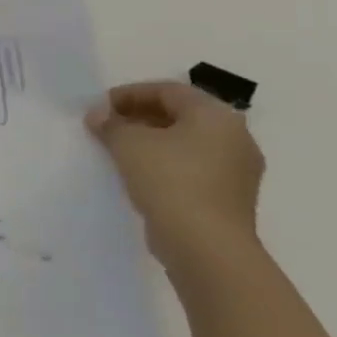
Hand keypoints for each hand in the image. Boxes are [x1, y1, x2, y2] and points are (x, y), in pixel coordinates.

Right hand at [85, 81, 264, 274]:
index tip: (99, 106)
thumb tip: (98, 115)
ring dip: (151, 140)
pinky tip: (139, 173)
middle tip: (106, 125)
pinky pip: (193, 166)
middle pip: (180, 114)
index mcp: (216, 115)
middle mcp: (235, 137)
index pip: (168, 90)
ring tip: (117, 148)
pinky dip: (165, 162)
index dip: (129, 93)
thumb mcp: (128, 143)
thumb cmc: (169, 180)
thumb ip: (110, 123)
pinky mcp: (229, 196)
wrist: (206, 245)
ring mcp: (237, 169)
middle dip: (139, 115)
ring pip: (187, 142)